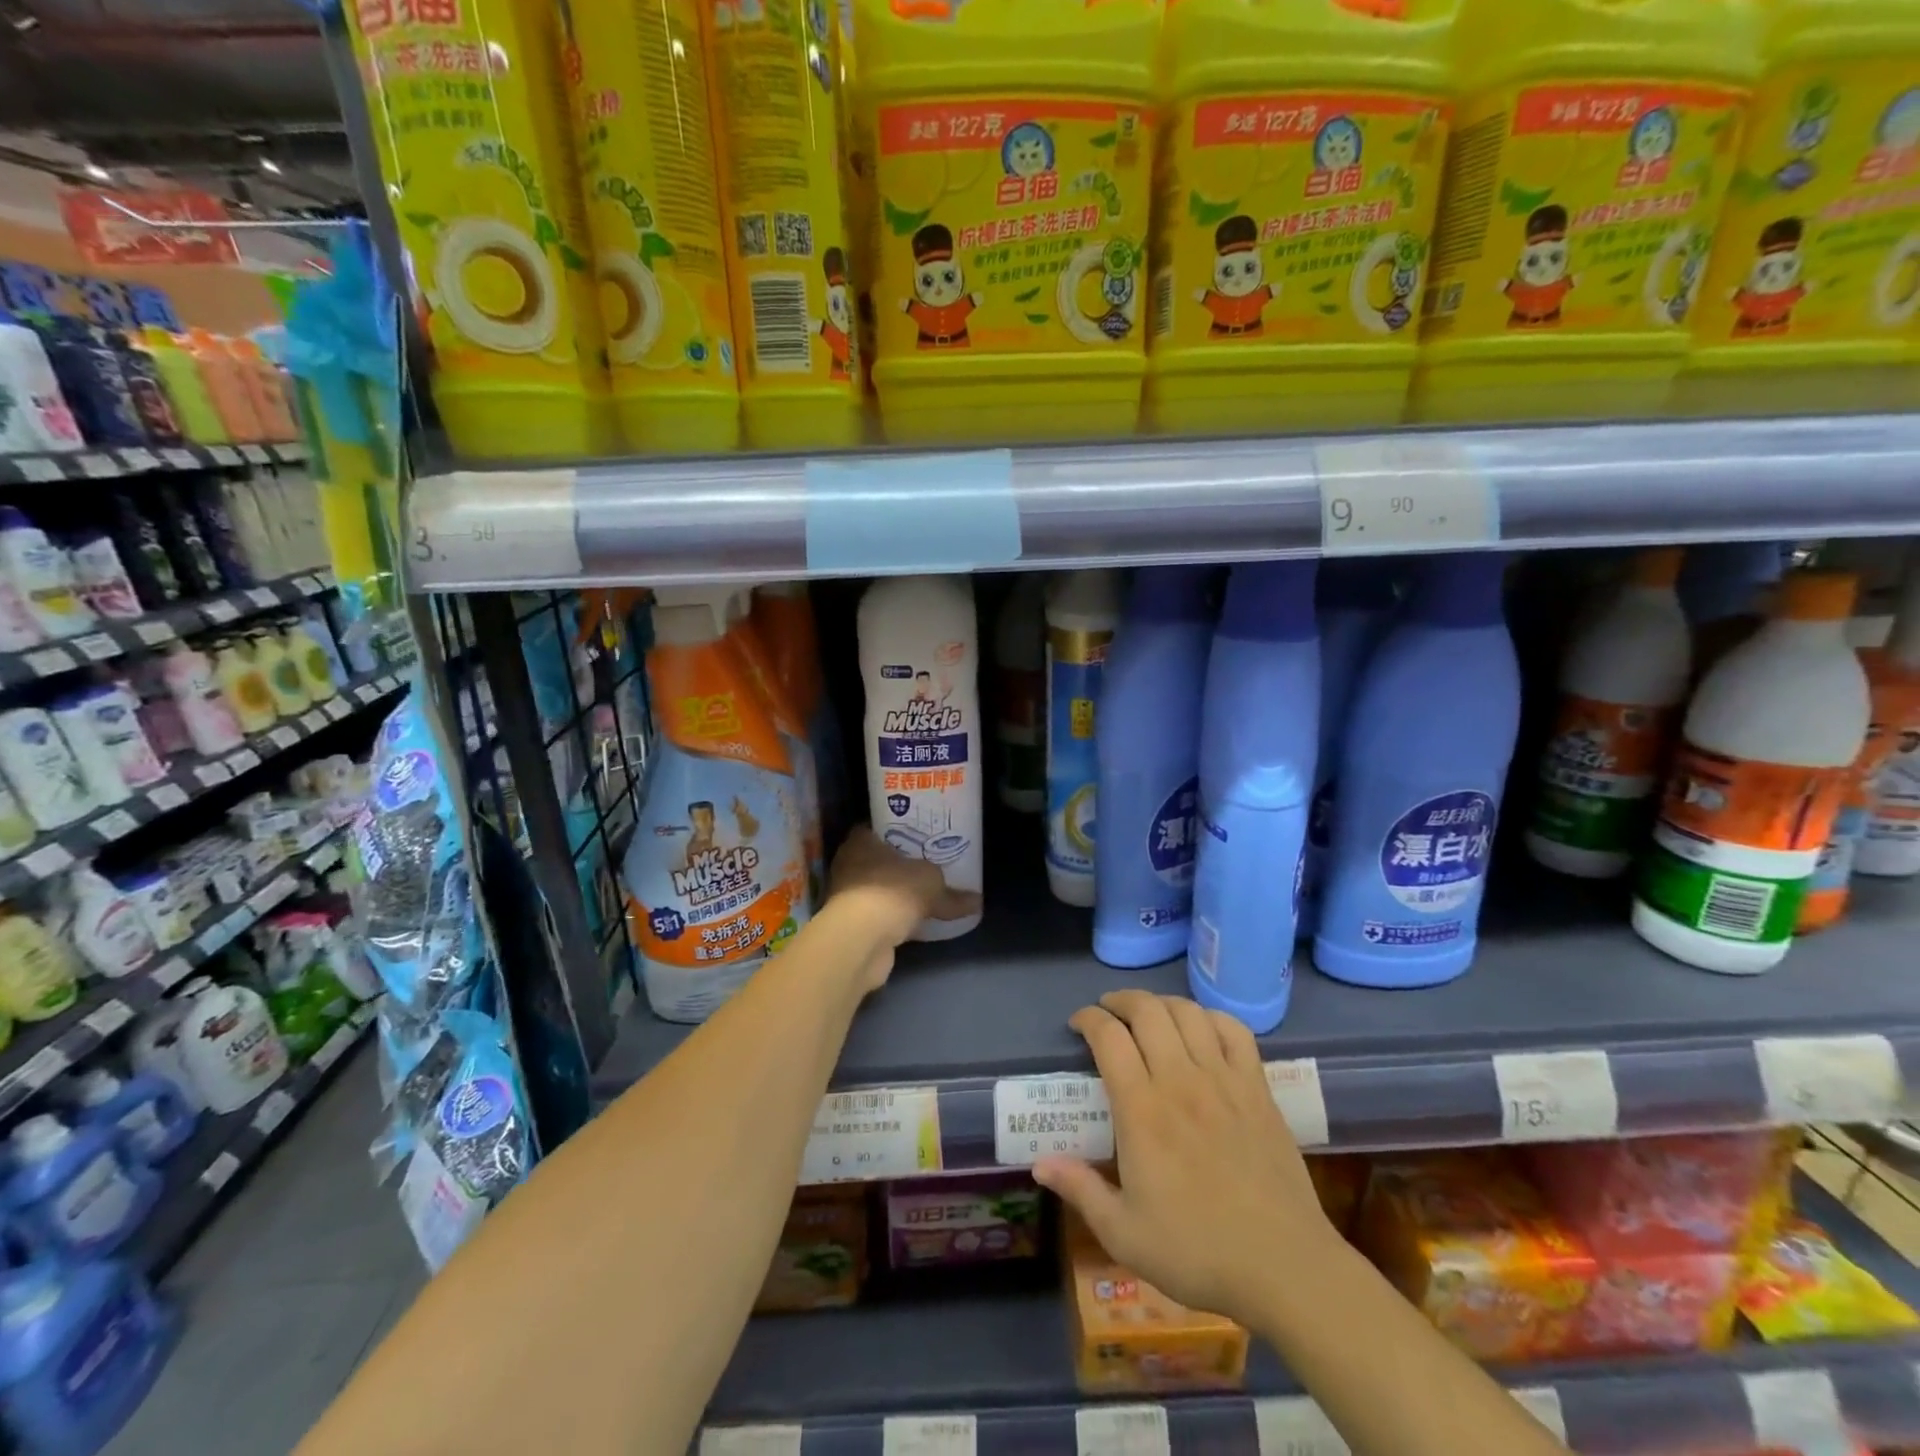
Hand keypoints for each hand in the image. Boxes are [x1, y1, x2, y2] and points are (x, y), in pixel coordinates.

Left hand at [824, 828, 980, 987]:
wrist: (863, 939)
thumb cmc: (893, 891)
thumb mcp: (932, 884)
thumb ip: (953, 894)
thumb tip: (977, 902)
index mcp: (860, 842)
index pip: (873, 829)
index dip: (893, 831)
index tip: (915, 835)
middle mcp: (848, 865)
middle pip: (875, 859)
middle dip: (897, 864)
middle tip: (924, 863)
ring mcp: (848, 897)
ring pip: (876, 889)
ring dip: (894, 894)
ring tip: (923, 893)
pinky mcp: (853, 925)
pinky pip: (879, 915)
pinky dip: (893, 919)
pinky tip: (914, 923)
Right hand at [1032, 990, 1336, 1327]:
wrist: (1284, 1268)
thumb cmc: (1197, 1252)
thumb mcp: (1124, 1234)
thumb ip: (1080, 1190)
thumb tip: (1038, 1164)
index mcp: (1142, 1110)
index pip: (1108, 1037)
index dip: (1088, 1019)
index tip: (1078, 1024)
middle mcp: (1180, 1080)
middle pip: (1147, 1011)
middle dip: (1120, 1000)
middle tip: (1108, 1012)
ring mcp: (1224, 1080)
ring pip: (1188, 1012)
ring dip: (1162, 1003)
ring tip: (1149, 1015)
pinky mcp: (1257, 1089)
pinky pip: (1234, 1031)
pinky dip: (1211, 1017)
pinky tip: (1201, 1028)